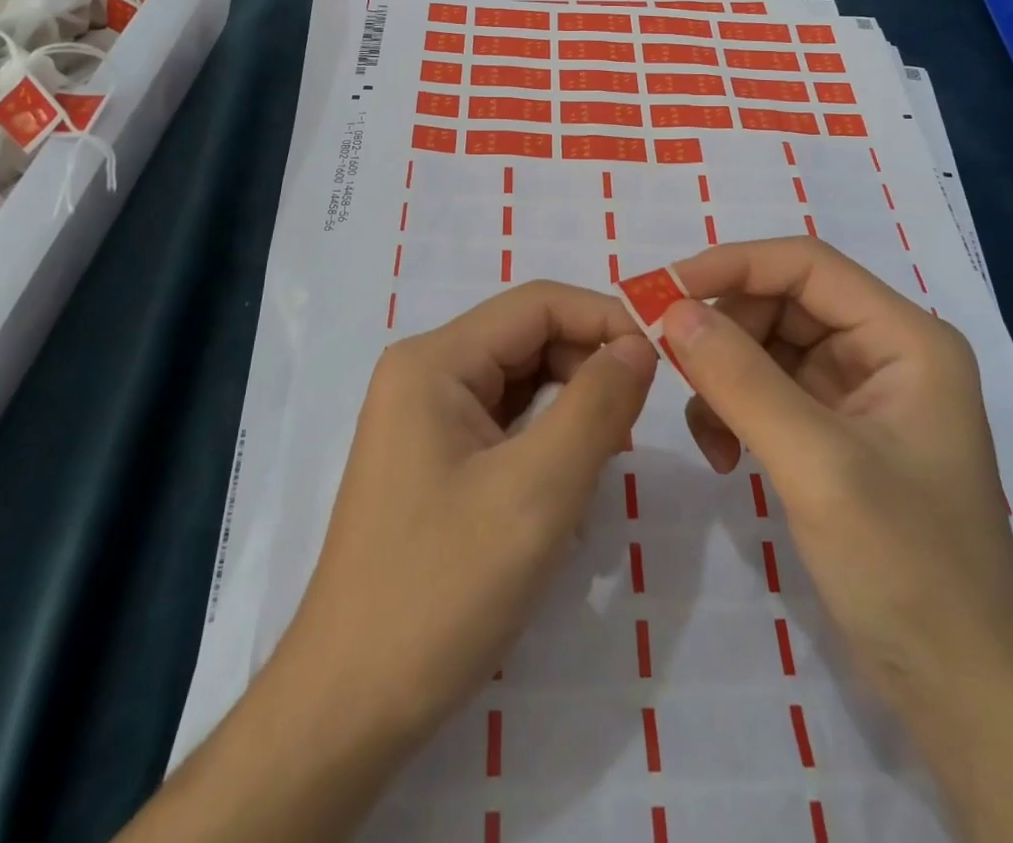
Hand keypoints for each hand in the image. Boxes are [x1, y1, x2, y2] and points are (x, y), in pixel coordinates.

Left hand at [284, 280, 657, 742]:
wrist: (347, 708)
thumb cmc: (441, 591)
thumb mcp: (538, 492)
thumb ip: (597, 404)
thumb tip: (639, 342)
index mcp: (435, 361)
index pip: (538, 304)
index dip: (606, 318)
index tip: (665, 358)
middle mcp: (425, 373)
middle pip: (528, 338)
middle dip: (590, 364)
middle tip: (639, 420)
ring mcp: (424, 416)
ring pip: (520, 381)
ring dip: (572, 404)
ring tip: (609, 453)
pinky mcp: (432, 457)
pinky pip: (504, 421)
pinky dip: (546, 437)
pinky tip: (569, 478)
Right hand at [664, 237, 1012, 700]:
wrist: (963, 691)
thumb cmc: (908, 567)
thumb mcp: (818, 464)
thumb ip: (742, 380)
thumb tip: (671, 310)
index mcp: (904, 338)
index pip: (806, 265)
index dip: (733, 265)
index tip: (663, 291)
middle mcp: (882, 351)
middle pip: (781, 302)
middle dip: (723, 330)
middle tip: (669, 365)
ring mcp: (857, 393)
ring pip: (766, 346)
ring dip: (723, 377)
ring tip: (707, 432)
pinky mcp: (834, 432)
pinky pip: (766, 391)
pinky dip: (733, 410)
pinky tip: (723, 455)